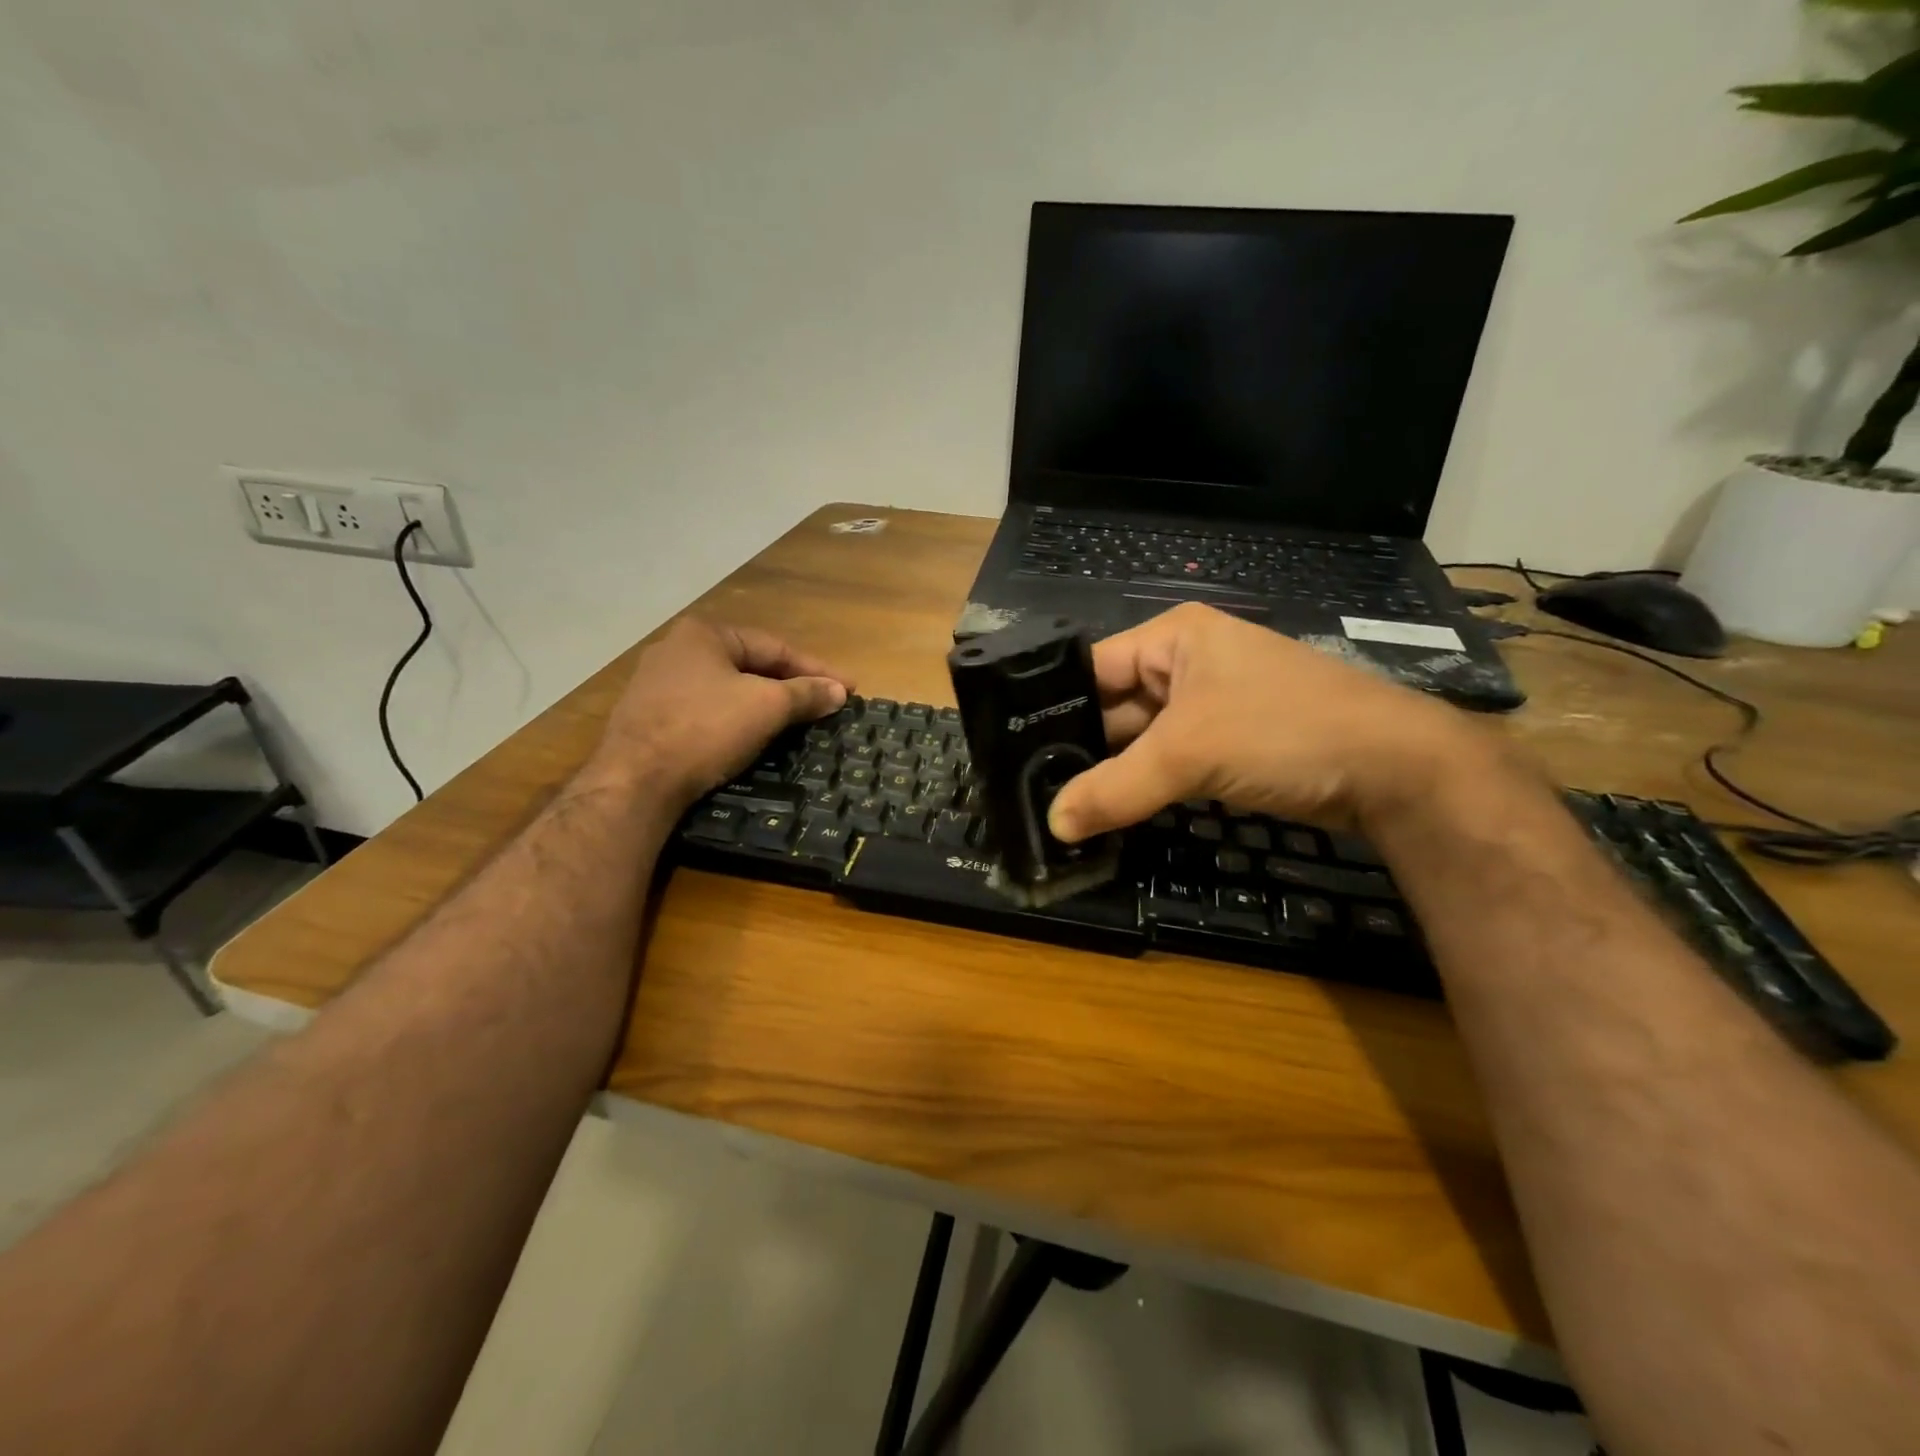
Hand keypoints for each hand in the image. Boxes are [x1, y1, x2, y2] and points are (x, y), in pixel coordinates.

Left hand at [585, 618, 850, 807]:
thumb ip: (805, 694)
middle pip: (749, 666)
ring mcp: (655, 685)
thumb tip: (839, 691)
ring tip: (795, 723)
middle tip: (824, 706)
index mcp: (704, 634)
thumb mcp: (766, 707)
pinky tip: (750, 739)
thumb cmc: (705, 730)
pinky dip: (734, 722)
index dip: (816, 670)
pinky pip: (704, 712)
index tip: (848, 690)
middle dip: (790, 687)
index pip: (775, 648)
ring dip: (763, 706)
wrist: (635, 782)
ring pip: (726, 691)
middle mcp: (675, 650)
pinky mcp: (646, 719)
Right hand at [1047, 603, 1503, 842]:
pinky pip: (1167, 764)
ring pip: (1140, 741)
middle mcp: (1185, 665)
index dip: (1052, 707)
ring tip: (1056, 808)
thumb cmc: (1283, 730)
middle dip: (1079, 748)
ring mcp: (1207, 708)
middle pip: (1113, 707)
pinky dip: (1142, 788)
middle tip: (1028, 789)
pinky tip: (1105, 815)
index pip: (1092, 668)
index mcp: (1172, 638)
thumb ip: (1115, 788)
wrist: (1394, 770)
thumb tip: (1053, 824)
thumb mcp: (1189, 753)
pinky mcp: (1226, 746)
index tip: (1011, 751)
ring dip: (1110, 775)